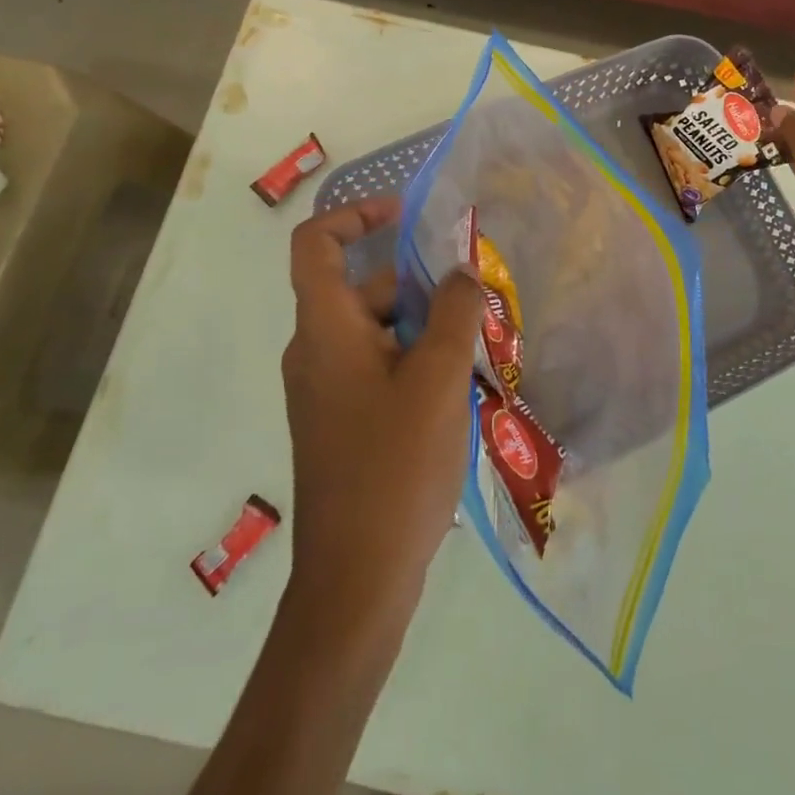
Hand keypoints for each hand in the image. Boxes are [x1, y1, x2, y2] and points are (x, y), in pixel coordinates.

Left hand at [282, 199, 483, 636]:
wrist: (355, 580)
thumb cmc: (394, 467)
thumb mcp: (438, 378)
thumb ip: (453, 312)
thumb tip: (461, 270)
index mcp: (324, 329)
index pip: (317, 243)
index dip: (356, 213)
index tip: (406, 214)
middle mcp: (316, 351)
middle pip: (360, 287)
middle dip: (417, 282)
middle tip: (475, 296)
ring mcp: (326, 390)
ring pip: (376, 330)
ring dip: (423, 325)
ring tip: (478, 343)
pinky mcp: (342, 422)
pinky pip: (378, 366)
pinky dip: (414, 359)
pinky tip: (459, 387)